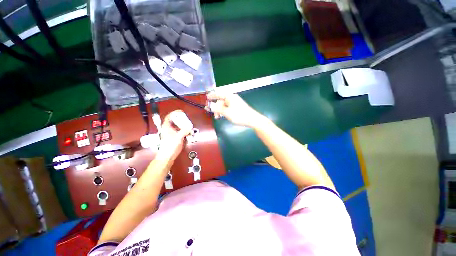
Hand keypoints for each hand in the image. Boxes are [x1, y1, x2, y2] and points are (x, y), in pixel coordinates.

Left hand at [156, 110, 191, 161]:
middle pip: (174, 121)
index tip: (180, 111)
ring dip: (183, 126)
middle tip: (187, 119)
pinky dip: (184, 131)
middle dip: (181, 120)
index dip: (174, 113)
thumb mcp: (178, 137)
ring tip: (189, 126)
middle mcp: (168, 129)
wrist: (167, 156)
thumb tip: (190, 127)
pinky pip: (180, 132)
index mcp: (166, 127)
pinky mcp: (175, 138)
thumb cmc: (170, 146)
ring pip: (178, 127)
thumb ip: (184, 131)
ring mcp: (172, 134)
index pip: (169, 117)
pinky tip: (188, 133)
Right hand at [207, 91, 263, 127]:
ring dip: (220, 110)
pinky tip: (222, 116)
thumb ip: (217, 109)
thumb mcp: (227, 112)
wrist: (252, 119)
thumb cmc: (239, 115)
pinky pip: (228, 108)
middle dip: (216, 107)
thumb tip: (210, 106)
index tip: (207, 97)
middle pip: (221, 100)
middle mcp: (232, 98)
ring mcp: (235, 103)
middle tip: (213, 113)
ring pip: (224, 105)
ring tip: (217, 117)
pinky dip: (224, 112)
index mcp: (229, 97)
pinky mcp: (237, 108)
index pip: (219, 93)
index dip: (212, 95)